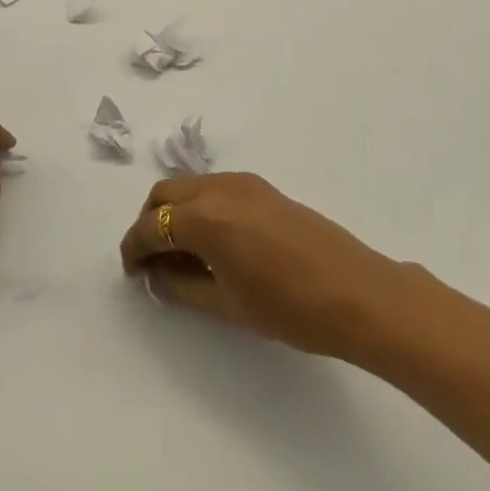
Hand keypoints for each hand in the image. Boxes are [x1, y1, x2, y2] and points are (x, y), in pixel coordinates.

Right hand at [119, 172, 414, 361]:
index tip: (131, 271)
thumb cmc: (290, 308)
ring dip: (175, 211)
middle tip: (151, 261)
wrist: (358, 292)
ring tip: (182, 253)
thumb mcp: (228, 305)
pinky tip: (213, 240)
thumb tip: (156, 276)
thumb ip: (183, 287)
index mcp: (204, 218)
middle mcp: (217, 188)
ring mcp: (242, 182)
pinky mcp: (262, 186)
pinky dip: (200, 206)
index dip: (134, 247)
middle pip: (164, 194)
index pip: (152, 226)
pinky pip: (214, 187)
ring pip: (189, 186)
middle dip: (150, 223)